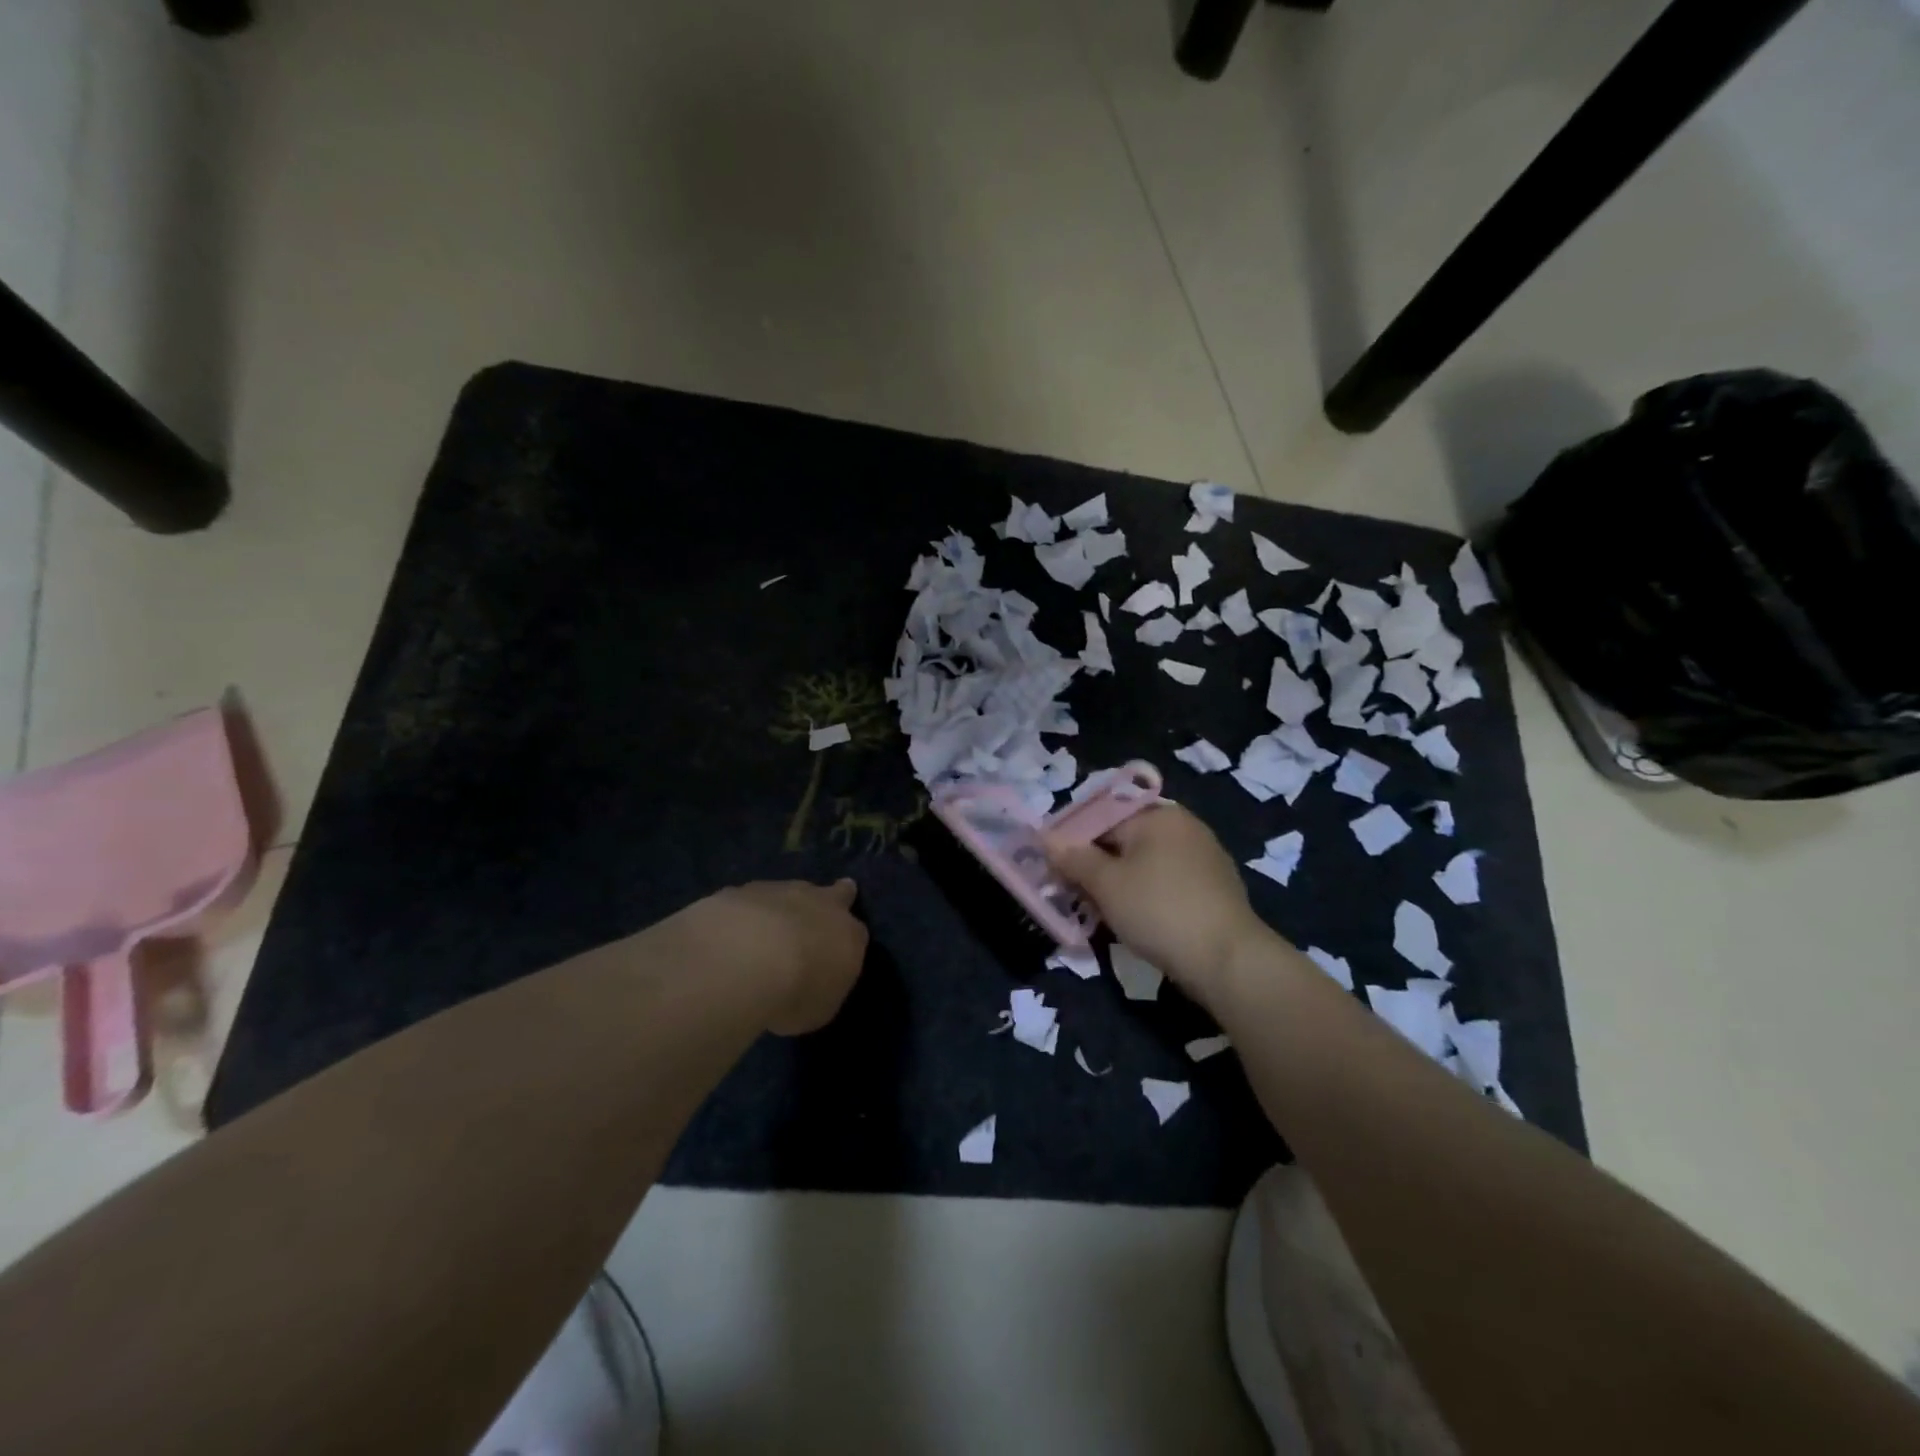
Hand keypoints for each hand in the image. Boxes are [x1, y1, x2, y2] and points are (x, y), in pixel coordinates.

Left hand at [685, 879, 868, 1035]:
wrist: (747, 960)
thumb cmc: (796, 993)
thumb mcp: (820, 1008)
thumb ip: (821, 988)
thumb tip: (813, 984)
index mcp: (849, 935)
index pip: (857, 934)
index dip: (846, 942)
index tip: (836, 954)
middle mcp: (821, 904)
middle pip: (836, 894)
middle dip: (834, 898)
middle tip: (820, 912)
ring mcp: (781, 891)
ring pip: (788, 893)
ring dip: (781, 910)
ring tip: (761, 936)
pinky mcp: (742, 891)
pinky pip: (747, 902)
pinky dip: (743, 916)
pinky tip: (729, 936)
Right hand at [1043, 804, 1268, 1007]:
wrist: (1228, 961)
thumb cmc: (1159, 911)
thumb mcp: (1106, 884)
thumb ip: (1074, 858)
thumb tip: (1046, 838)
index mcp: (1158, 815)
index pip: (1101, 819)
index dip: (1073, 844)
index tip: (1054, 871)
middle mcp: (1184, 827)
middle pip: (1124, 840)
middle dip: (1096, 867)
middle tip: (1074, 896)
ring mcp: (1205, 858)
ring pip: (1145, 864)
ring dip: (1119, 884)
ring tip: (1100, 913)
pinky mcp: (1215, 889)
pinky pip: (1167, 883)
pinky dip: (1146, 896)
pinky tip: (1136, 921)